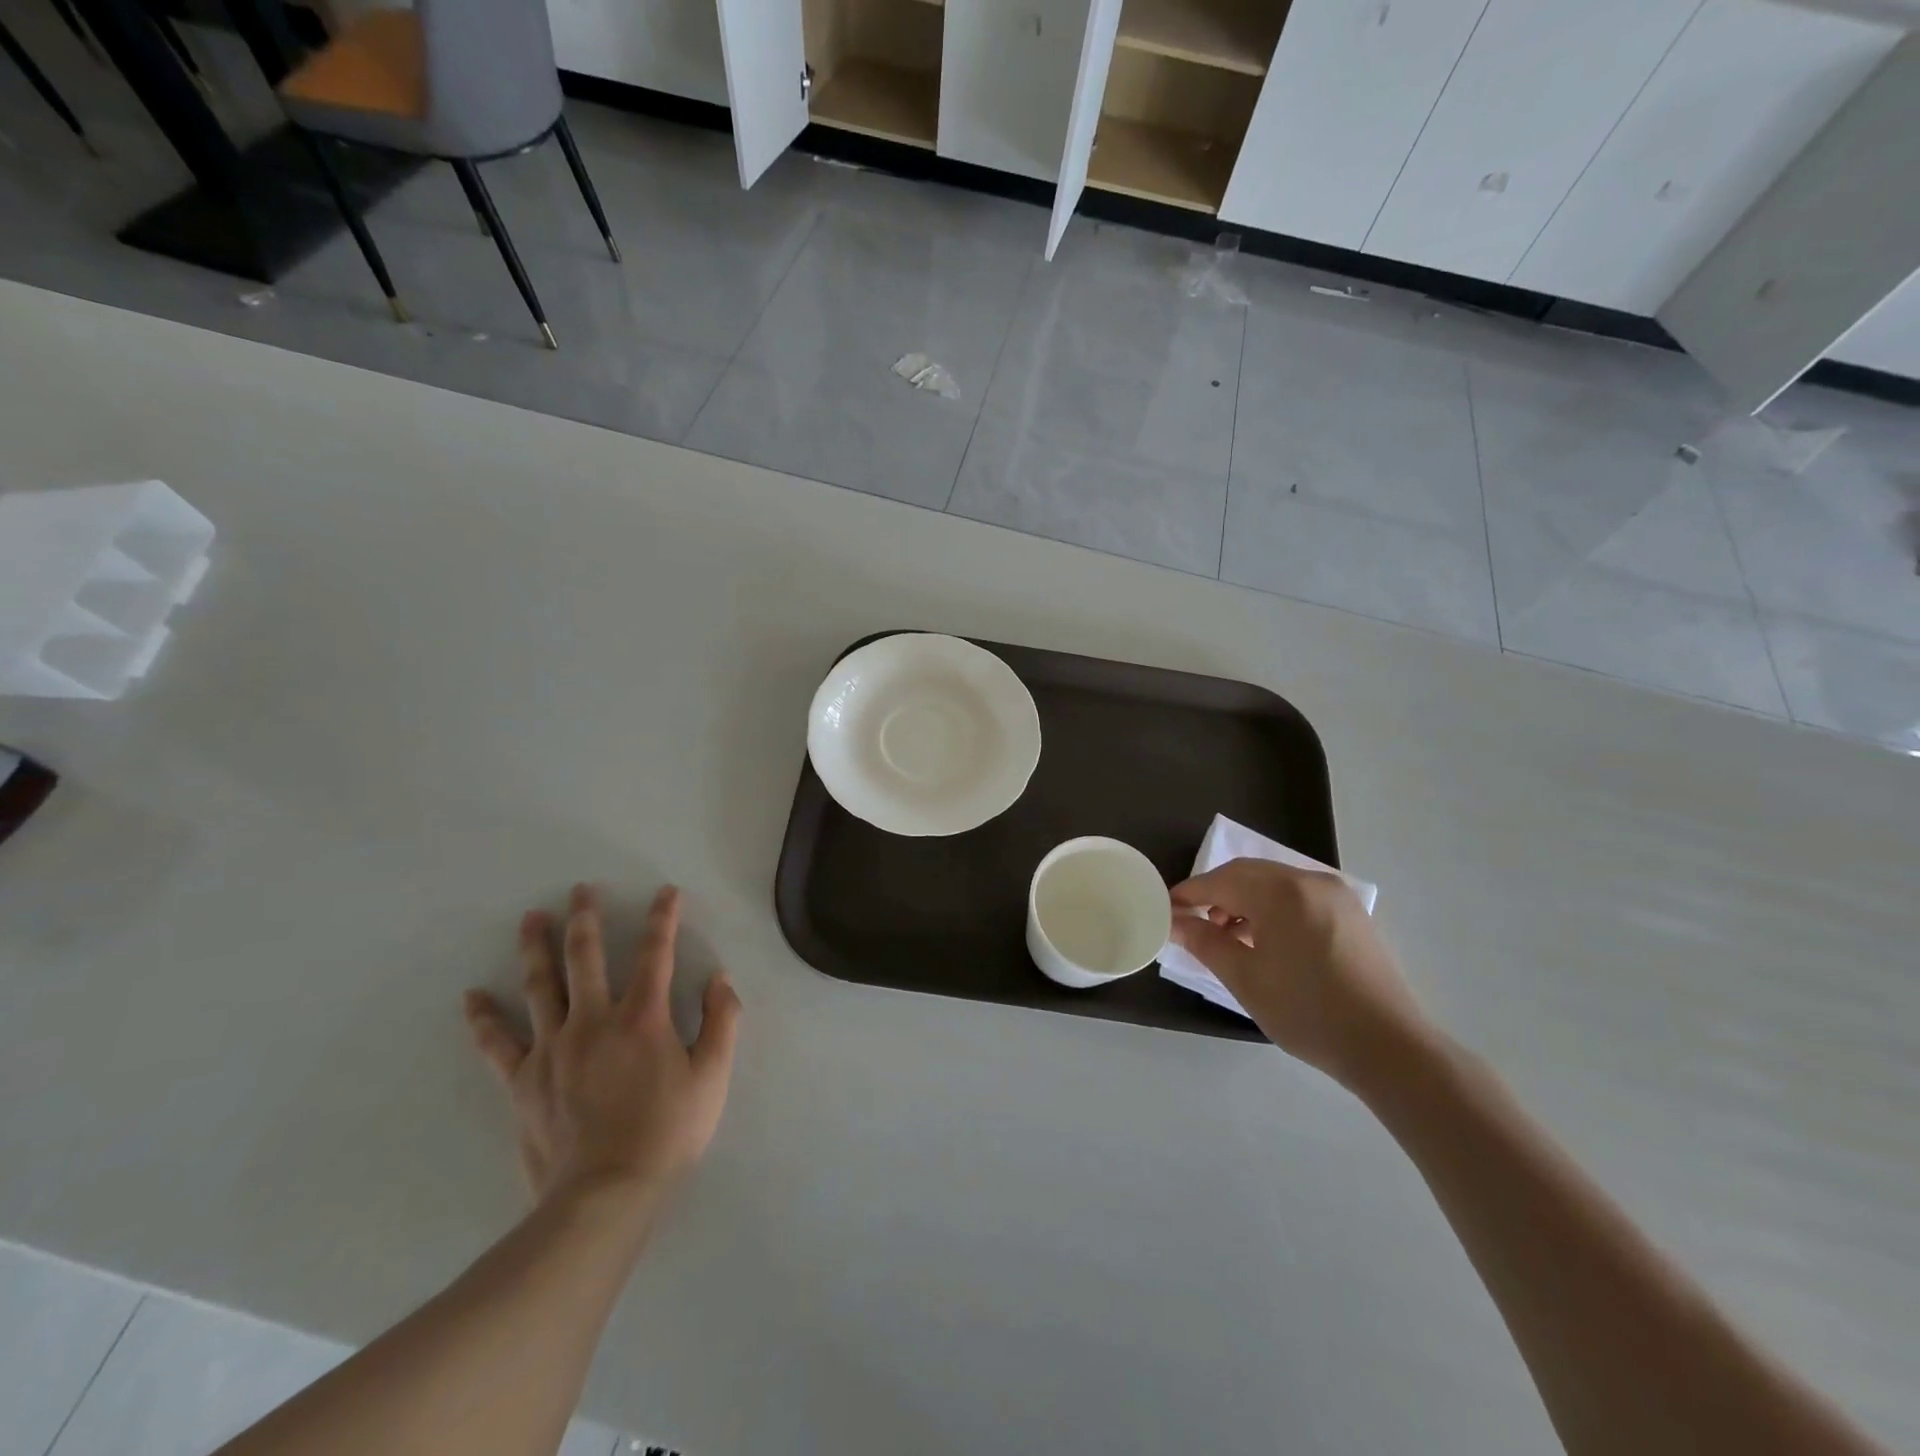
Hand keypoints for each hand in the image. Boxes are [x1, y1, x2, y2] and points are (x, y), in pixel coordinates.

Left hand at [463, 884, 740, 1210]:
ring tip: (530, 918)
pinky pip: (498, 1043)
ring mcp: (553, 1048)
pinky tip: (472, 996)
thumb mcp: (713, 1077)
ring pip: (540, 985)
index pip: (655, 953)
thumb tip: (718, 979)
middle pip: (585, 957)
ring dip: (535, 948)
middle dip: (586, 918)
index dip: (663, 918)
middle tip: (581, 890)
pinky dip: (484, 1018)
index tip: (666, 893)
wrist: (605, 1196)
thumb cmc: (668, 1133)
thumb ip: (721, 1022)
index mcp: (643, 1017)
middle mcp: (594, 1020)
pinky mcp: (523, 1080)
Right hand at [1170, 858, 1425, 1090]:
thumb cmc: (1307, 1012)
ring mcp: (1336, 895)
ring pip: (1274, 883)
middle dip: (1216, 894)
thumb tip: (1175, 921)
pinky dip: (1272, 908)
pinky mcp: (1351, 913)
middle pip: (1247, 874)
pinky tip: (1265, 940)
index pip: (1221, 881)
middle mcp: (1310, 881)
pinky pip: (1298, 896)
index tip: (1166, 910)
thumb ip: (1205, 942)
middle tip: (1192, 922)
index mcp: (1282, 892)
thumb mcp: (1245, 978)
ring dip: (1244, 900)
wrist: (1389, 1047)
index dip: (1189, 894)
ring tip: (1228, 936)